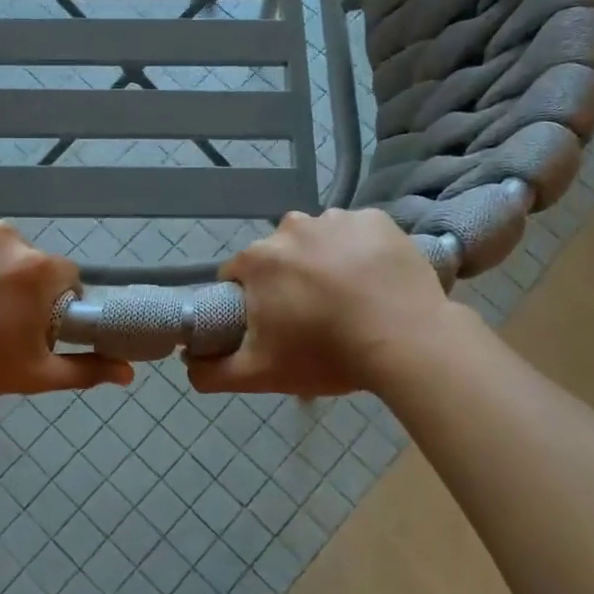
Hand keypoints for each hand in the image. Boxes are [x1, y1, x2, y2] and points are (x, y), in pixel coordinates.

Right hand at [187, 208, 454, 397]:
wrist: (407, 342)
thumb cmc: (326, 354)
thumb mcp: (260, 374)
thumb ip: (211, 372)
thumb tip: (186, 362)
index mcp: (258, 259)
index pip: (238, 276)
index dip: (250, 301)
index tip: (274, 324)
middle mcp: (291, 226)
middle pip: (279, 256)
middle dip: (288, 280)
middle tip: (315, 316)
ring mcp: (336, 219)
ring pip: (318, 241)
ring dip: (325, 262)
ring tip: (351, 299)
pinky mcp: (377, 220)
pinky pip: (358, 233)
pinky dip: (361, 251)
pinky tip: (375, 280)